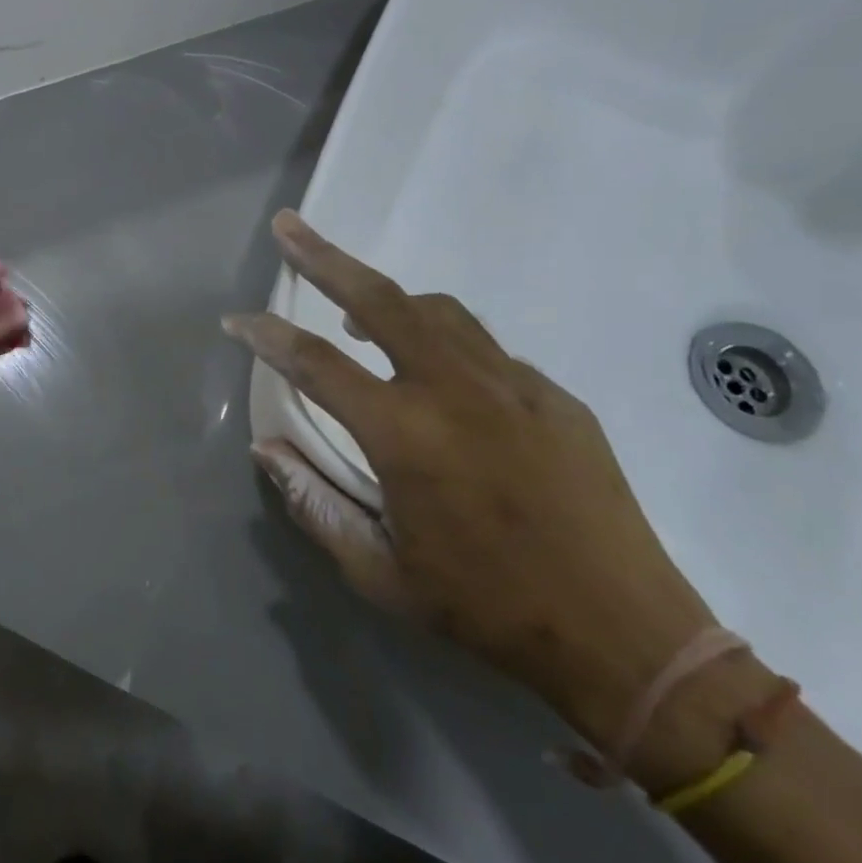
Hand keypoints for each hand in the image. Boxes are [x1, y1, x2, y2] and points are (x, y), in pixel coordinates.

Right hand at [224, 211, 721, 755]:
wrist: (625, 635)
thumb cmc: (486, 610)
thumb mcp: (379, 573)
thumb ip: (315, 504)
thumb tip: (268, 450)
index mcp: (405, 435)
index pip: (316, 364)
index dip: (266, 337)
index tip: (235, 319)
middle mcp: (456, 390)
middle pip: (380, 299)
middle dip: (325, 258)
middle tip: (290, 227)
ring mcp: (514, 385)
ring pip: (438, 311)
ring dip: (387, 298)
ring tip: (355, 311)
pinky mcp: (556, 396)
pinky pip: (485, 350)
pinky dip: (443, 343)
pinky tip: (438, 380)